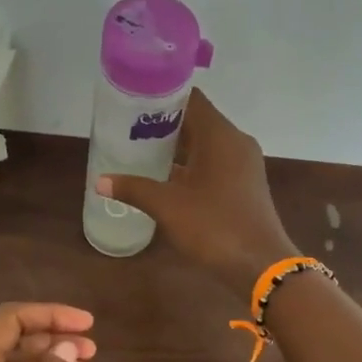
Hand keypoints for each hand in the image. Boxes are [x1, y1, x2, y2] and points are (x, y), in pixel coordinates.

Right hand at [97, 89, 296, 290]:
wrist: (261, 266)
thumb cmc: (214, 226)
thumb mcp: (168, 206)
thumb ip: (134, 188)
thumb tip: (100, 180)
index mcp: (220, 135)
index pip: (190, 98)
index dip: (161, 96)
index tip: (132, 102)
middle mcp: (235, 142)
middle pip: (196, 120)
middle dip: (163, 123)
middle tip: (127, 128)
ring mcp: (242, 164)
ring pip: (204, 143)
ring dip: (175, 146)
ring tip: (139, 150)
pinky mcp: (243, 184)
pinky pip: (212, 162)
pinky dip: (189, 164)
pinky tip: (164, 177)